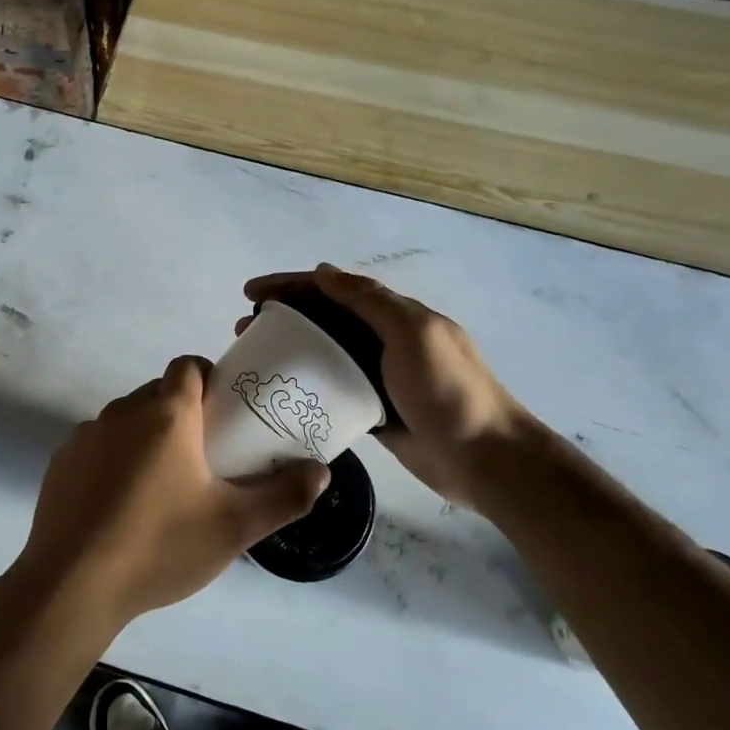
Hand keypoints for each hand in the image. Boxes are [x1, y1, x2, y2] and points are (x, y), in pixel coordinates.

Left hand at [10, 356, 328, 634]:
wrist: (72, 583)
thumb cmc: (160, 545)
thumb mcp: (234, 526)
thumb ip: (284, 496)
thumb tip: (320, 472)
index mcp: (166, 412)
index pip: (188, 365)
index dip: (209, 379)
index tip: (225, 413)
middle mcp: (123, 411)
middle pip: (159, 394)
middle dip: (182, 414)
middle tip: (204, 457)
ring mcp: (86, 434)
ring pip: (127, 420)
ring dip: (147, 438)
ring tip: (163, 487)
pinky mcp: (62, 461)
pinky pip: (98, 446)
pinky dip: (114, 460)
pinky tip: (121, 506)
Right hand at [243, 264, 527, 508]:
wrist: (486, 458)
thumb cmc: (448, 391)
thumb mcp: (413, 333)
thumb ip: (370, 300)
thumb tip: (324, 272)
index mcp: (393, 315)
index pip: (333, 289)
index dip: (291, 285)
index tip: (251, 293)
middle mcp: (382, 340)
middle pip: (323, 319)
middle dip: (282, 316)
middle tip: (243, 330)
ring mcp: (377, 377)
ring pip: (323, 354)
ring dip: (289, 350)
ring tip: (253, 360)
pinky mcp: (372, 411)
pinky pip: (331, 389)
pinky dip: (306, 384)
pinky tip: (281, 393)